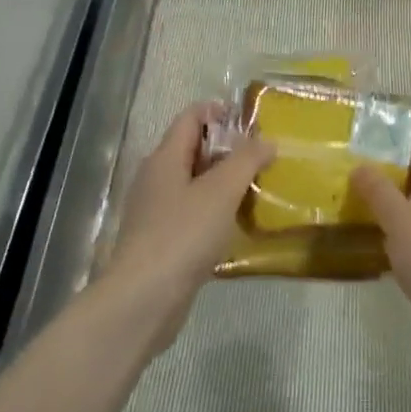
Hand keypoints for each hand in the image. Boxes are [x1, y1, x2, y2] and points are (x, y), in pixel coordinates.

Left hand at [103, 103, 273, 351]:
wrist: (144, 299)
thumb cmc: (183, 234)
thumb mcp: (222, 191)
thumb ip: (246, 160)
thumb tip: (266, 140)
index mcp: (165, 157)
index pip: (191, 116)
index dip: (220, 111)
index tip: (253, 124)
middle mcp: (156, 178)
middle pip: (193, 148)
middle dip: (228, 149)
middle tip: (263, 158)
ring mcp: (155, 211)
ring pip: (193, 183)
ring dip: (223, 182)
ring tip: (257, 190)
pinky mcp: (160, 240)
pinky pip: (191, 213)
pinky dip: (214, 211)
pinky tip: (236, 225)